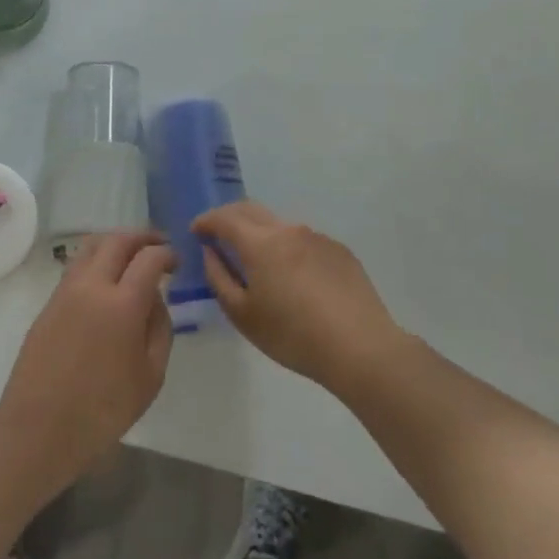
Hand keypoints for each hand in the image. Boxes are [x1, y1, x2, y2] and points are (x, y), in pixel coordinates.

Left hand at [0, 232, 175, 486]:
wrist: (40, 428)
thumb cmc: (103, 410)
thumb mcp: (150, 377)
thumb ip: (160, 329)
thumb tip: (155, 299)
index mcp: (122, 303)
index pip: (149, 257)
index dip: (167, 253)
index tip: (176, 261)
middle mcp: (92, 285)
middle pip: (118, 240)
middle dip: (142, 237)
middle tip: (158, 245)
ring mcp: (66, 290)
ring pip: (92, 246)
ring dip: (116, 243)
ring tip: (131, 256)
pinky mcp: (49, 301)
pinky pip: (77, 265)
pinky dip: (97, 259)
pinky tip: (107, 279)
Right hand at [196, 201, 401, 391]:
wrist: (361, 348)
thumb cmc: (293, 336)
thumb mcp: (243, 315)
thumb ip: (219, 278)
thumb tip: (211, 253)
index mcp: (260, 242)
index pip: (224, 218)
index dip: (206, 221)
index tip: (196, 232)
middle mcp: (288, 229)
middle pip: (251, 210)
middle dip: (230, 218)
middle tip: (219, 237)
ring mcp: (317, 237)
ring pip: (279, 225)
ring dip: (261, 234)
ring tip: (259, 262)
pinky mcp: (339, 251)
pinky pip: (304, 241)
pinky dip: (289, 249)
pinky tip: (296, 278)